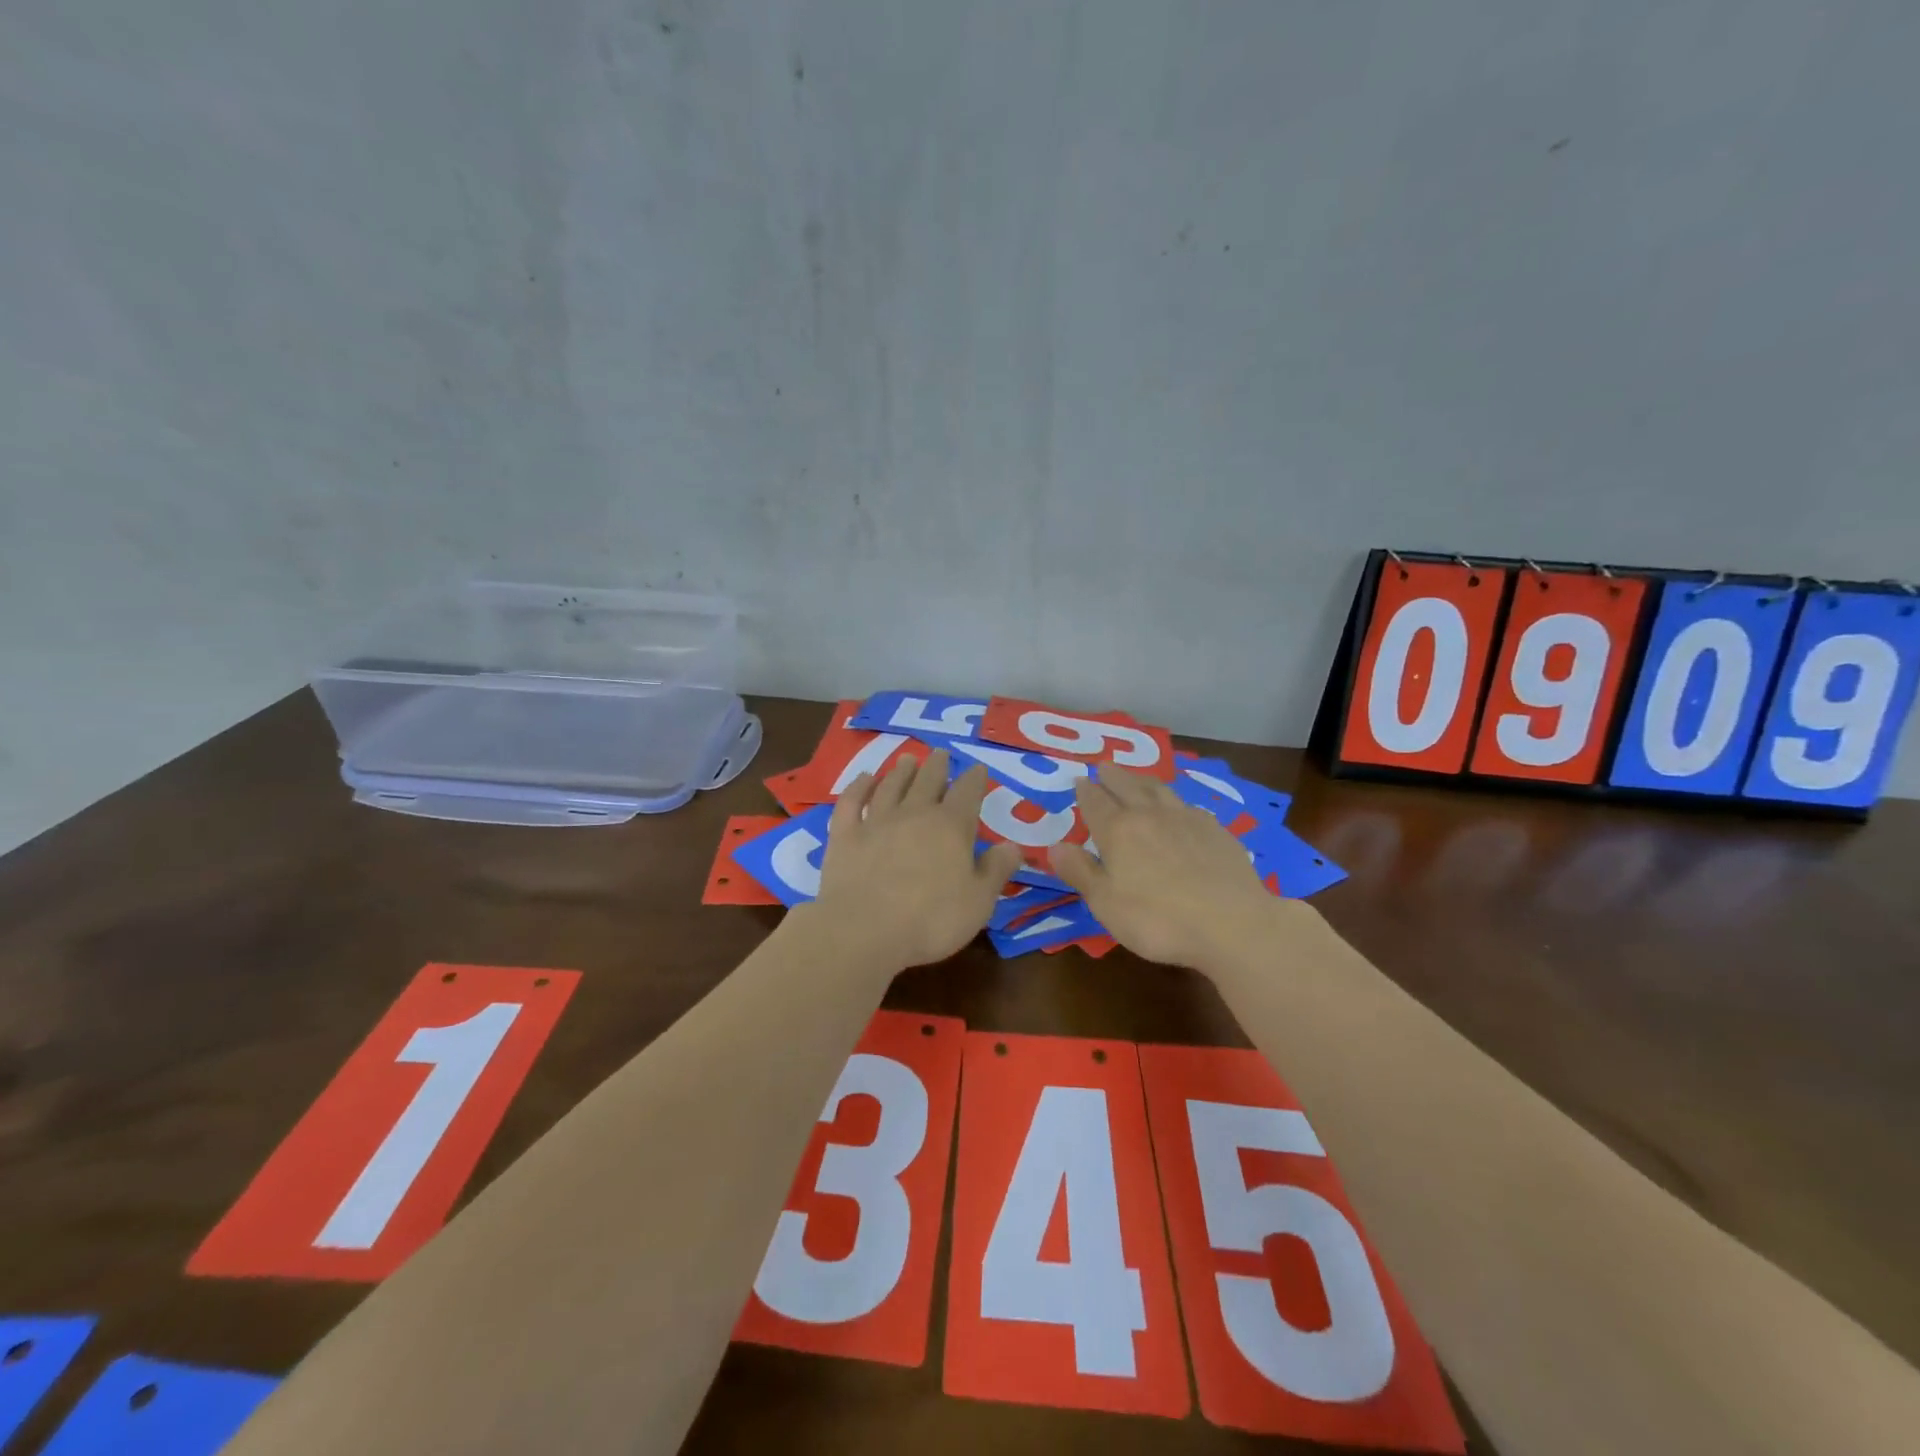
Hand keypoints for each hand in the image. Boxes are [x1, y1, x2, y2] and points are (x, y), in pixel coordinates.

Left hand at [813, 749, 1024, 968]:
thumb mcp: (978, 902)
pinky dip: (858, 787)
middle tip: (941, 753)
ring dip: (901, 771)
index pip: (967, 793)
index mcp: (951, 827)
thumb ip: (996, 870)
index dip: (975, 779)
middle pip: (928, 780)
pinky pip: (851, 801)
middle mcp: (914, 814)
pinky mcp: (845, 835)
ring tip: (908, 759)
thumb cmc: (931, 920)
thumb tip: (1012, 845)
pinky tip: (864, 779)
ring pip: (891, 785)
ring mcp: (876, 821)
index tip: (978, 769)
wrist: (863, 930)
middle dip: (937, 765)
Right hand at [1049, 767, 1284, 970]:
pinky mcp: (1216, 831)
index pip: (1095, 802)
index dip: (1085, 791)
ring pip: (1159, 789)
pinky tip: (1180, 808)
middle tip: (1104, 766)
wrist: (1233, 924)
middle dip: (1112, 776)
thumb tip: (1054, 846)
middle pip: (1127, 786)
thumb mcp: (1106, 904)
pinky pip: (1188, 806)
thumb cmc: (1158, 919)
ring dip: (1143, 780)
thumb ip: (1080, 872)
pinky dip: (1175, 801)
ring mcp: (1187, 819)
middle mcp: (1150, 815)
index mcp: (1118, 831)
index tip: (1080, 780)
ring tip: (1136, 777)